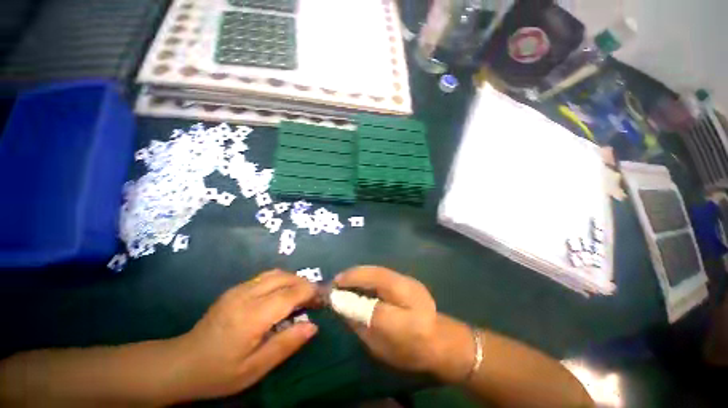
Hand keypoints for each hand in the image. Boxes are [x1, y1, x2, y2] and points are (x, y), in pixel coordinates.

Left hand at [171, 270, 318, 400]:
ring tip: (301, 295)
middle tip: (313, 299)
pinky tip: (282, 295)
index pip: (290, 293)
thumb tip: (313, 326)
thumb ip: (286, 344)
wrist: (181, 363)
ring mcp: (239, 289)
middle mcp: (246, 295)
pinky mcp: (235, 288)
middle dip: (304, 284)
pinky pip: (266, 276)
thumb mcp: (255, 368)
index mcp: (252, 315)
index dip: (310, 292)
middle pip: (285, 277)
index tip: (322, 299)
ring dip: (293, 280)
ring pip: (276, 273)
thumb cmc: (219, 372)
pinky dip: (281, 280)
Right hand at [334, 266, 474, 382]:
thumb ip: (360, 321)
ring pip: (378, 271)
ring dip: (359, 274)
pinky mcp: (408, 280)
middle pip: (374, 273)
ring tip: (345, 281)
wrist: (442, 343)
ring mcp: (408, 280)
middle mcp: (405, 285)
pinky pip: (383, 274)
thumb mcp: (381, 343)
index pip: (371, 287)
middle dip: (352, 275)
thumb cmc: (410, 348)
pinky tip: (361, 282)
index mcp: (403, 304)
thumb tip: (341, 303)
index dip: (350, 283)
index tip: (332, 287)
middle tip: (336, 282)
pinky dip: (368, 276)